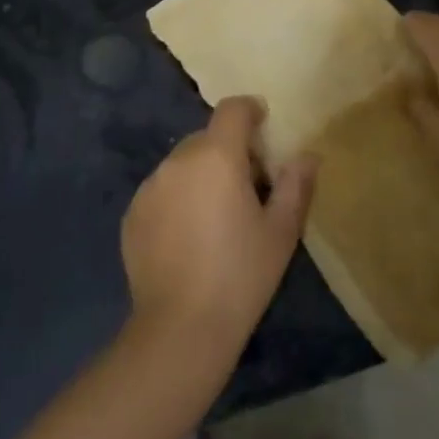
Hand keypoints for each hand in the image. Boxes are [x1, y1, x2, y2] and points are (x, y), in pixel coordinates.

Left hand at [120, 96, 316, 351]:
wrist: (180, 329)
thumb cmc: (240, 276)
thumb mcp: (281, 232)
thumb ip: (296, 186)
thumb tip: (307, 155)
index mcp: (217, 156)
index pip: (232, 109)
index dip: (250, 110)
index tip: (263, 125)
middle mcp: (178, 160)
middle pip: (208, 137)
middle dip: (229, 150)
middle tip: (248, 186)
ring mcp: (150, 186)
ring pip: (183, 164)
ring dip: (201, 174)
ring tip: (216, 216)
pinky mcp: (132, 213)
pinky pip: (162, 190)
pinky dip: (178, 199)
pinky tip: (188, 237)